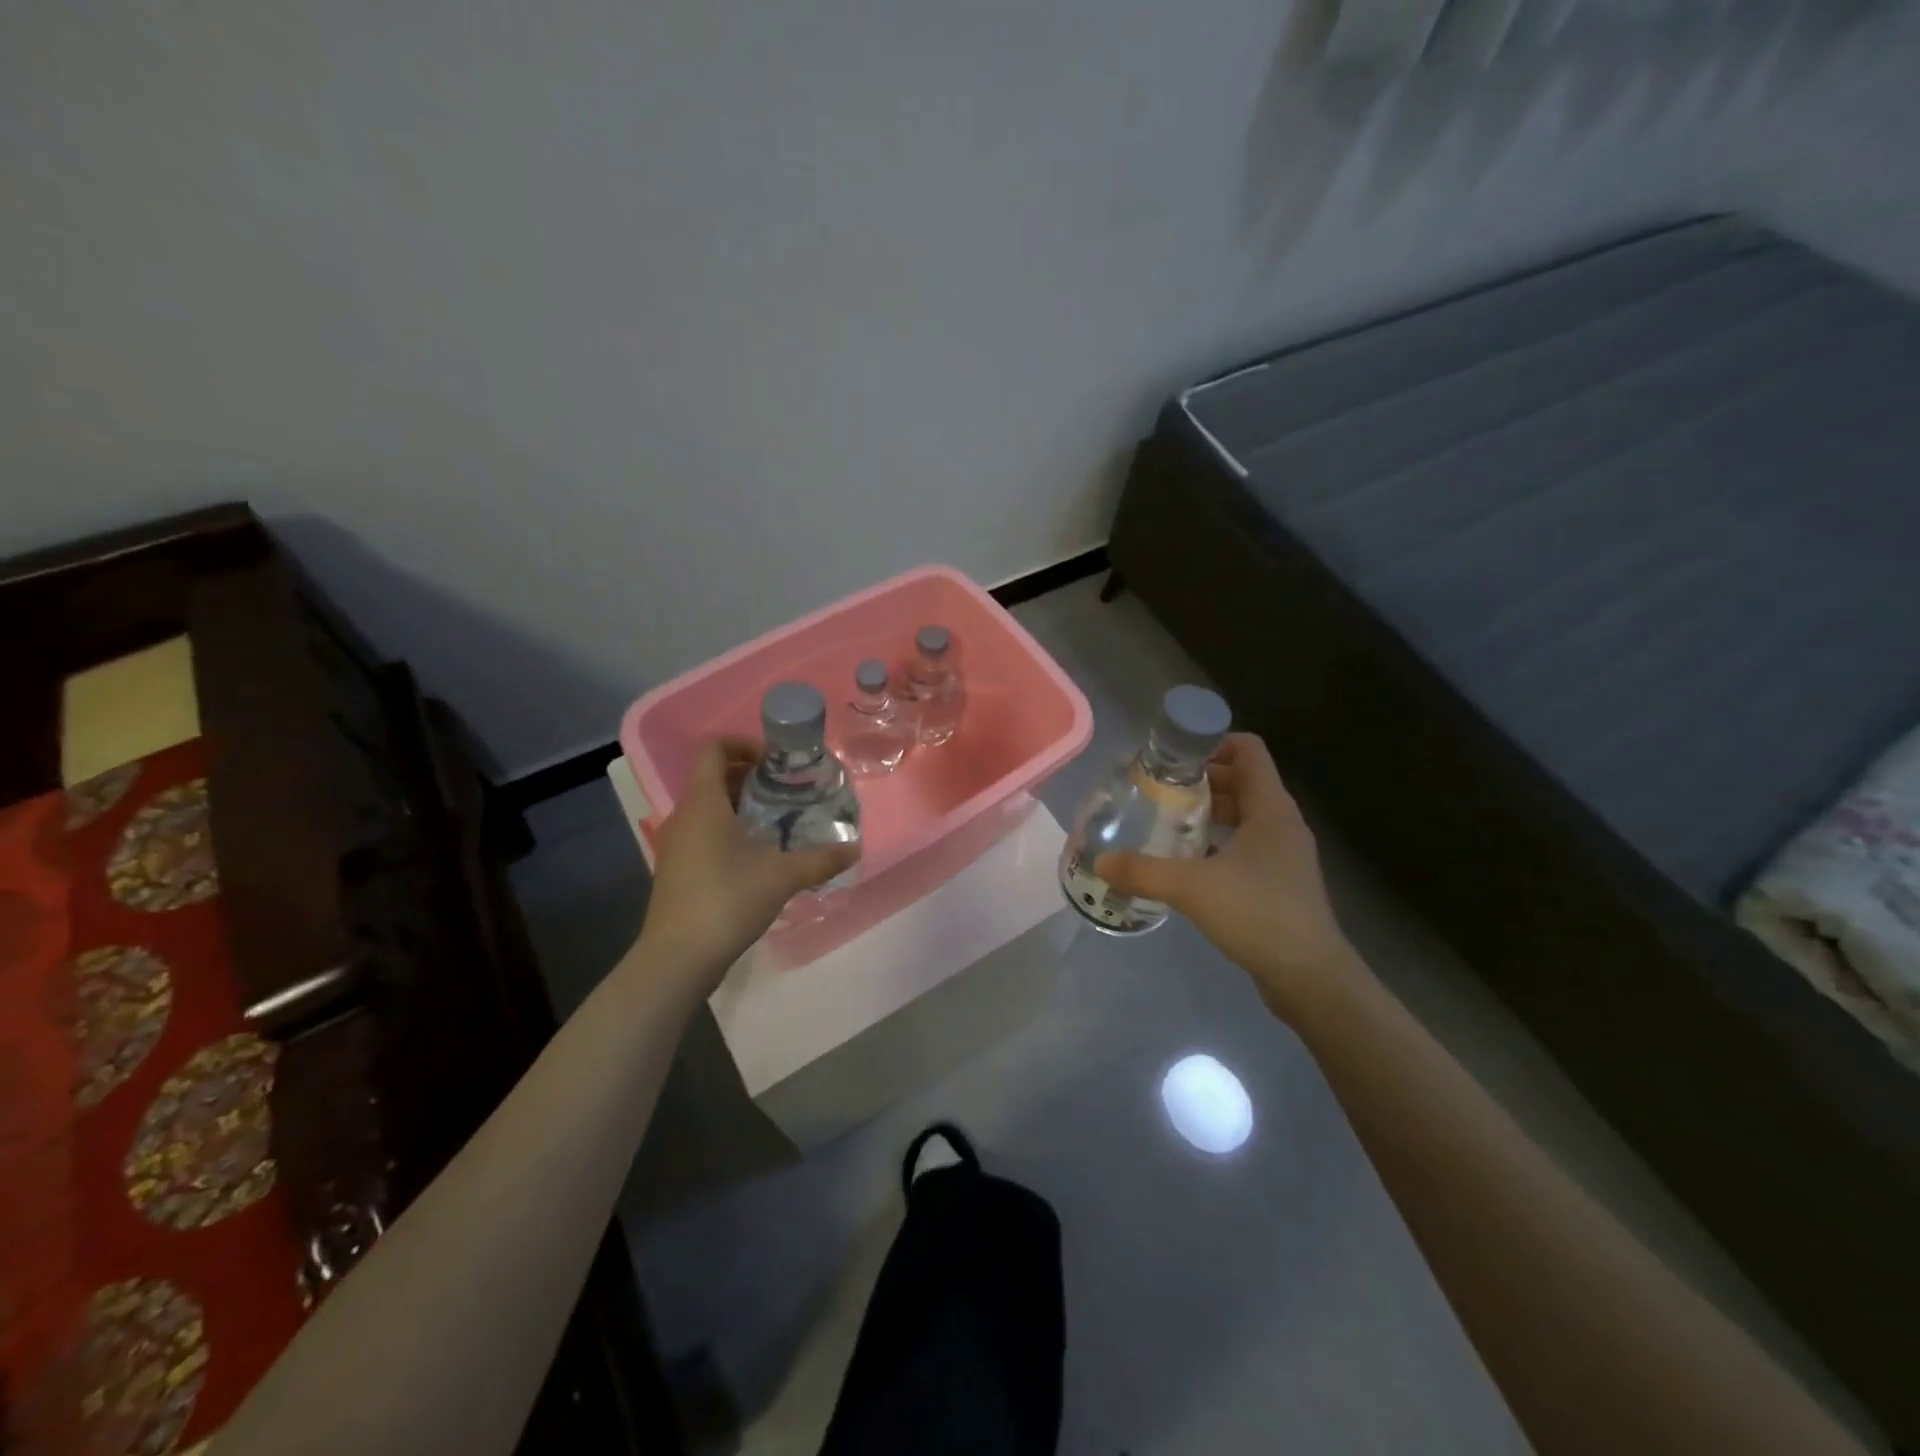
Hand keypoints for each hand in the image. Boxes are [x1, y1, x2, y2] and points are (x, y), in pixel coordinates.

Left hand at [636, 739, 860, 980]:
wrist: (678, 958)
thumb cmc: (726, 901)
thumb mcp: (781, 877)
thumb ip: (820, 859)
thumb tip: (854, 849)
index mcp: (704, 803)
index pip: (714, 750)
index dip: (743, 744)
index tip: (776, 761)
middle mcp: (685, 816)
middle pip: (714, 777)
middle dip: (751, 777)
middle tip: (787, 790)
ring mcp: (677, 844)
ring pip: (709, 807)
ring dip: (741, 805)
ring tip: (779, 821)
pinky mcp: (678, 869)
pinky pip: (704, 833)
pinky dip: (730, 830)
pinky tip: (758, 855)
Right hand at [1095, 733, 1353, 1012]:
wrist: (1311, 978)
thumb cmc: (1259, 914)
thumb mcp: (1193, 888)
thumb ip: (1144, 871)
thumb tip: (1101, 862)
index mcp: (1270, 808)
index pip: (1247, 750)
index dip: (1211, 743)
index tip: (1172, 758)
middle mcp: (1281, 823)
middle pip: (1240, 781)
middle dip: (1199, 781)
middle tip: (1157, 791)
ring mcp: (1283, 854)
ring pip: (1241, 816)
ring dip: (1206, 814)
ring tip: (1165, 823)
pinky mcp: (1279, 882)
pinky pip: (1244, 846)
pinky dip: (1216, 844)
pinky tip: (1185, 864)